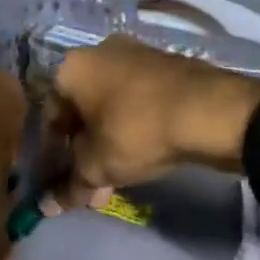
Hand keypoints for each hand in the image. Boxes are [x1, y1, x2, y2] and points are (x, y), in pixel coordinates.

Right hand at [44, 36, 259, 206]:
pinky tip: (141, 158)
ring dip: (108, 144)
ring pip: (111, 108)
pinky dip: (133, 129)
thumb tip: (48, 206)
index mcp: (72, 68)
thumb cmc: (136, 131)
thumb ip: (70, 186)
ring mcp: (137, 55)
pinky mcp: (168, 67)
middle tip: (90, 185)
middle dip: (83, 152)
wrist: (210, 112)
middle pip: (82, 111)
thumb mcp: (96, 166)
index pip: (49, 115)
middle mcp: (100, 52)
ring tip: (115, 181)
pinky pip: (138, 102)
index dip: (51, 154)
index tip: (59, 179)